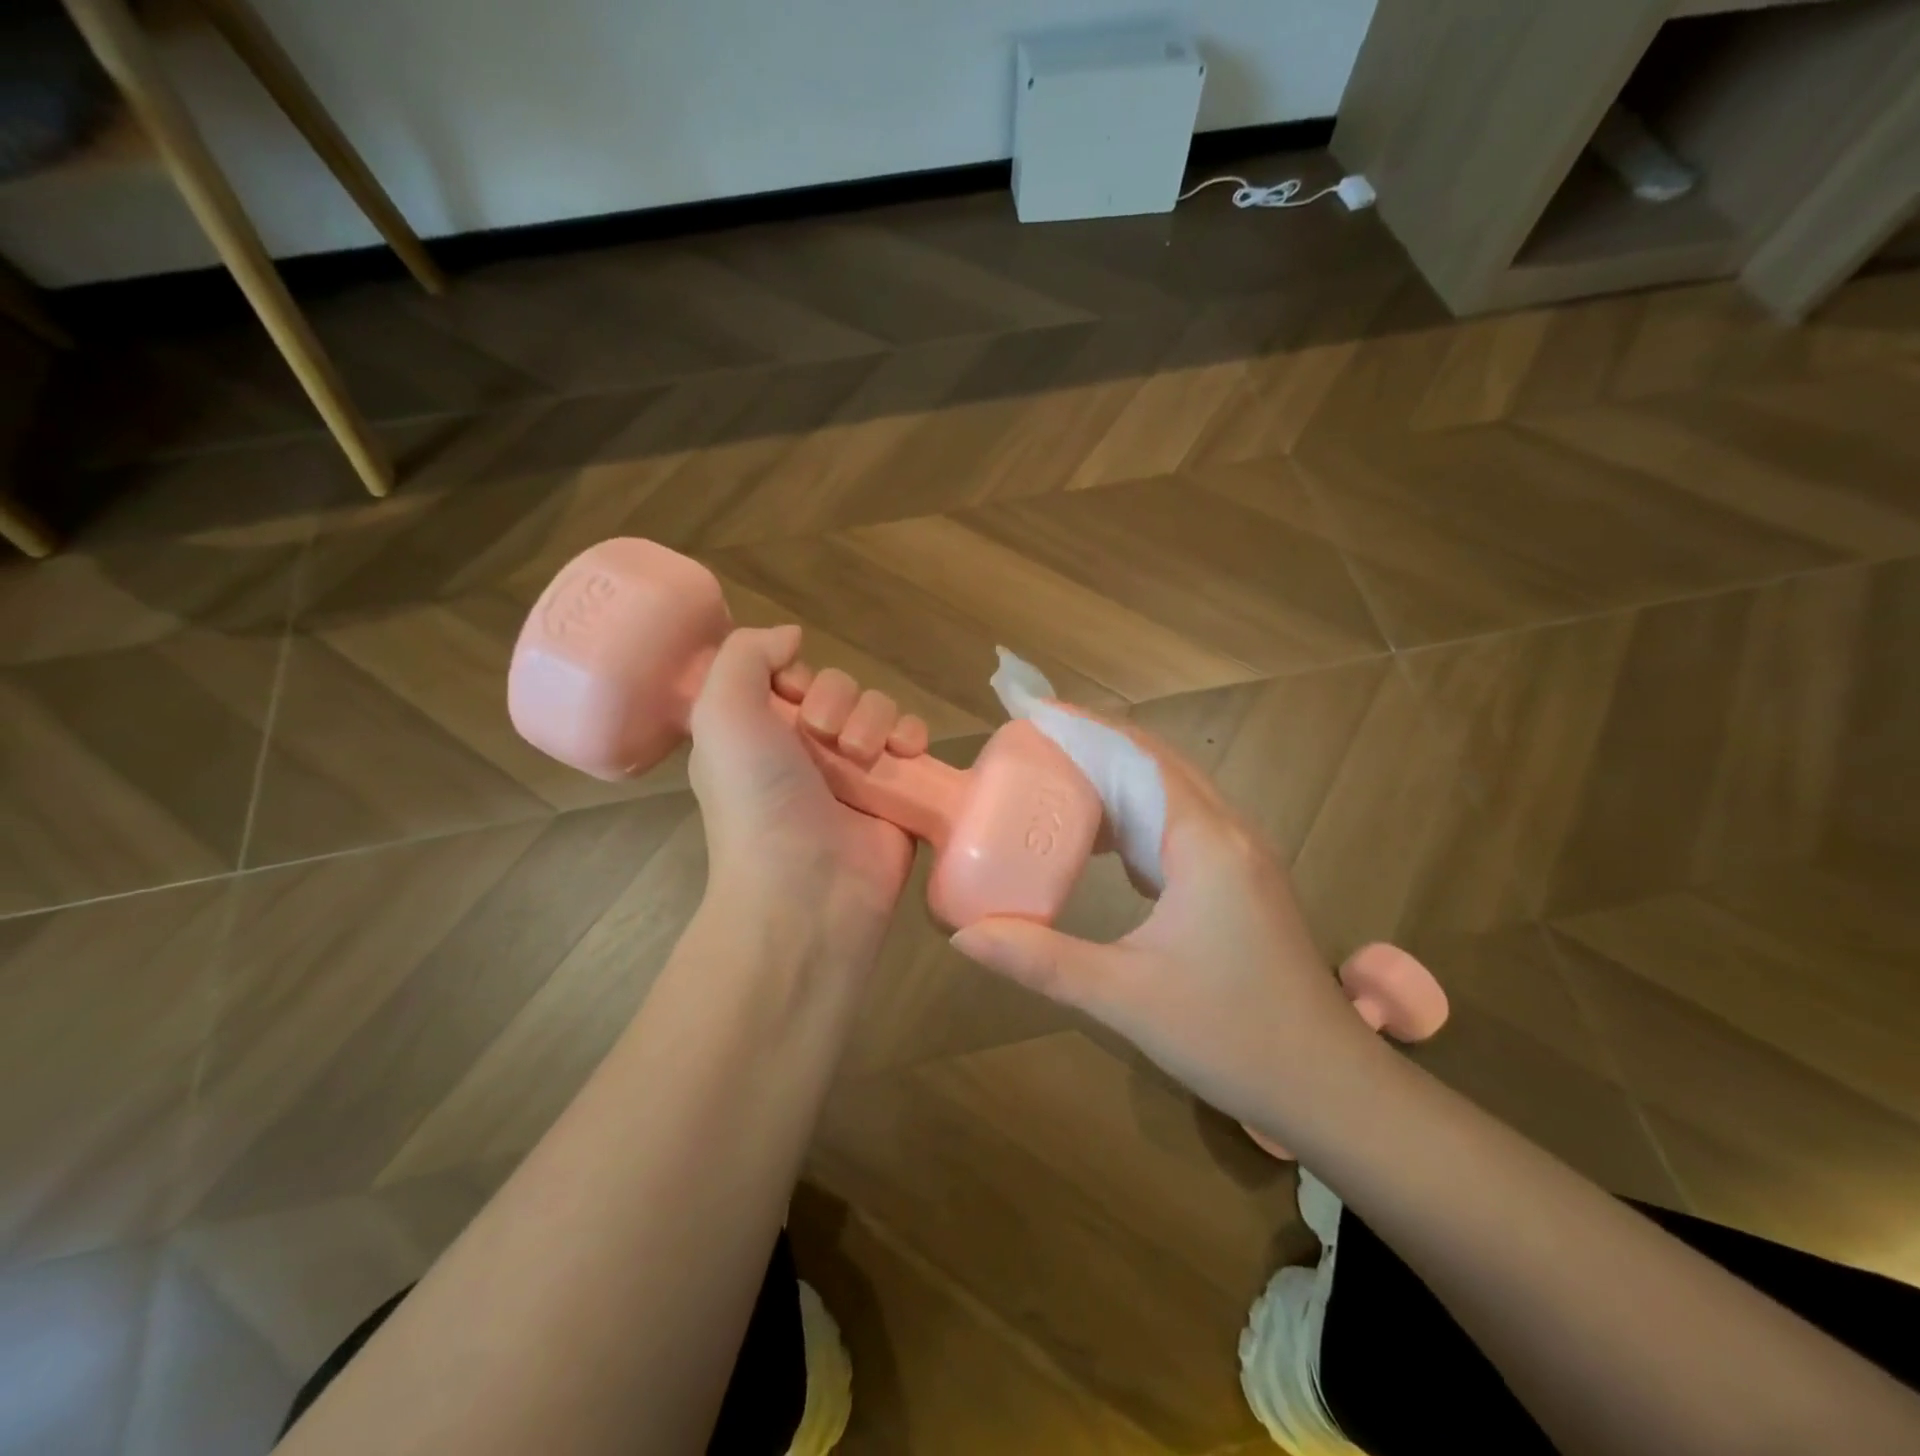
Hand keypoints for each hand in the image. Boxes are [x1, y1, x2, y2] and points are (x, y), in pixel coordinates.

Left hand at [687, 625, 921, 961]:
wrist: (808, 889)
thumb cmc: (758, 800)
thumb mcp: (722, 715)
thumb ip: (744, 656)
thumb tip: (791, 636)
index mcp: (759, 734)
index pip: (790, 677)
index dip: (796, 676)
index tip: (791, 696)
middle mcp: (805, 750)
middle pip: (840, 688)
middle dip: (837, 702)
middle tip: (824, 738)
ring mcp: (855, 772)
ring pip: (879, 709)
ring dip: (874, 720)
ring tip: (863, 756)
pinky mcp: (896, 792)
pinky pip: (913, 740)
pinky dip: (913, 737)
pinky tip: (906, 753)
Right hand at [949, 719, 1380, 1140]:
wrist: (1329, 1088)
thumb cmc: (1231, 1034)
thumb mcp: (1124, 997)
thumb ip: (1040, 961)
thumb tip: (963, 936)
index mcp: (1206, 842)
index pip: (1140, 755)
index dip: (1085, 729)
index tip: (1033, 714)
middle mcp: (1228, 833)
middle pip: (1157, 764)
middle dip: (1095, 748)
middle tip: (1032, 747)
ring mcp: (1241, 857)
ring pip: (1173, 794)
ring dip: (1118, 782)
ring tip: (1058, 784)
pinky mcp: (1241, 883)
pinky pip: (1183, 827)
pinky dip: (1139, 819)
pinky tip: (1106, 845)